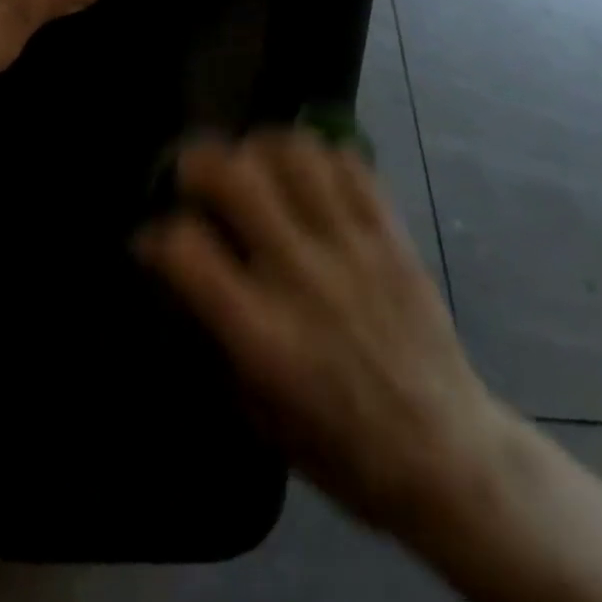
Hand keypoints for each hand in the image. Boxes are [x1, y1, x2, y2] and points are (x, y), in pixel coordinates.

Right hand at [135, 132, 503, 537]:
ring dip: (260, 147)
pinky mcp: (390, 233)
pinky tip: (307, 173)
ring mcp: (351, 247)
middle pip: (235, 176)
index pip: (186, 248)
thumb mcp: (257, 412)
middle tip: (196, 177)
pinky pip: (349, 162)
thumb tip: (176, 268)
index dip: (157, 235)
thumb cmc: (340, 447)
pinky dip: (319, 155)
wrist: (446, 454)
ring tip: (253, 164)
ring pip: (293, 152)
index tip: (155, 240)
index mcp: (262, 334)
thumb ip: (213, 331)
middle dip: (199, 162)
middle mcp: (301, 276)